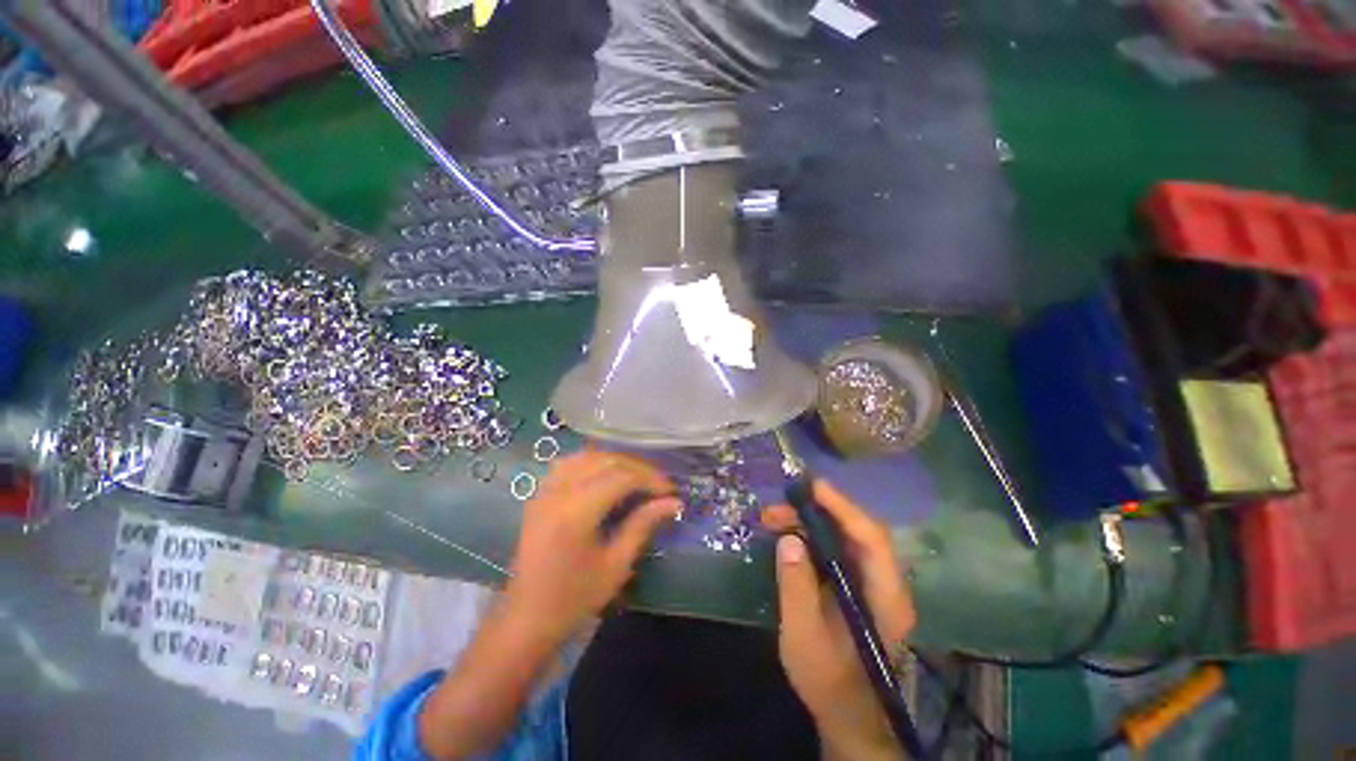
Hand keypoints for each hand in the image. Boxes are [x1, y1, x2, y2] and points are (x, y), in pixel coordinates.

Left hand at [503, 451, 680, 644]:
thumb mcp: (616, 565)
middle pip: (606, 461)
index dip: (650, 479)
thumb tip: (674, 502)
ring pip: (587, 456)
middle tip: (658, 484)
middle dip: (637, 467)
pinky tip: (605, 474)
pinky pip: (569, 463)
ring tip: (636, 477)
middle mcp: (559, 493)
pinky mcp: (539, 494)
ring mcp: (545, 491)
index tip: (670, 491)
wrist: (526, 618)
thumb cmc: (574, 599)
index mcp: (576, 513)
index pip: (622, 478)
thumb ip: (643, 525)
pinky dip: (593, 462)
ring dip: (616, 461)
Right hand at [762, 480, 915, 760]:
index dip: (843, 507)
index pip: (872, 539)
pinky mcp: (856, 584)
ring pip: (844, 536)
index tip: (812, 487)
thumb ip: (796, 587)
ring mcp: (871, 582)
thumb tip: (788, 539)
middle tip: (775, 509)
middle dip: (816, 512)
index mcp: (886, 597)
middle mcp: (886, 582)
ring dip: (809, 521)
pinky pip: (836, 548)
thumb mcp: (804, 637)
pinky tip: (787, 535)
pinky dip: (811, 535)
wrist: (846, 713)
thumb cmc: (828, 680)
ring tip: (772, 518)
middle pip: (856, 531)